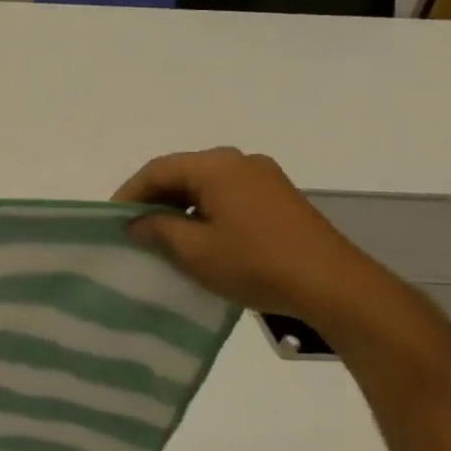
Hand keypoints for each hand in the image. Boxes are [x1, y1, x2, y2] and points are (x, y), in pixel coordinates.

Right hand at [114, 147, 397, 321]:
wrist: (337, 288)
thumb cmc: (257, 263)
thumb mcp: (195, 251)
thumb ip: (157, 230)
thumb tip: (136, 222)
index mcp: (216, 166)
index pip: (158, 170)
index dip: (130, 193)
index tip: (113, 220)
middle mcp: (239, 162)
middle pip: (182, 174)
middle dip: (155, 199)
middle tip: (134, 228)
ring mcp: (264, 178)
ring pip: (206, 186)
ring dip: (181, 208)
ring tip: (164, 237)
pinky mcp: (280, 199)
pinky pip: (229, 196)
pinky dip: (206, 212)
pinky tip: (201, 239)